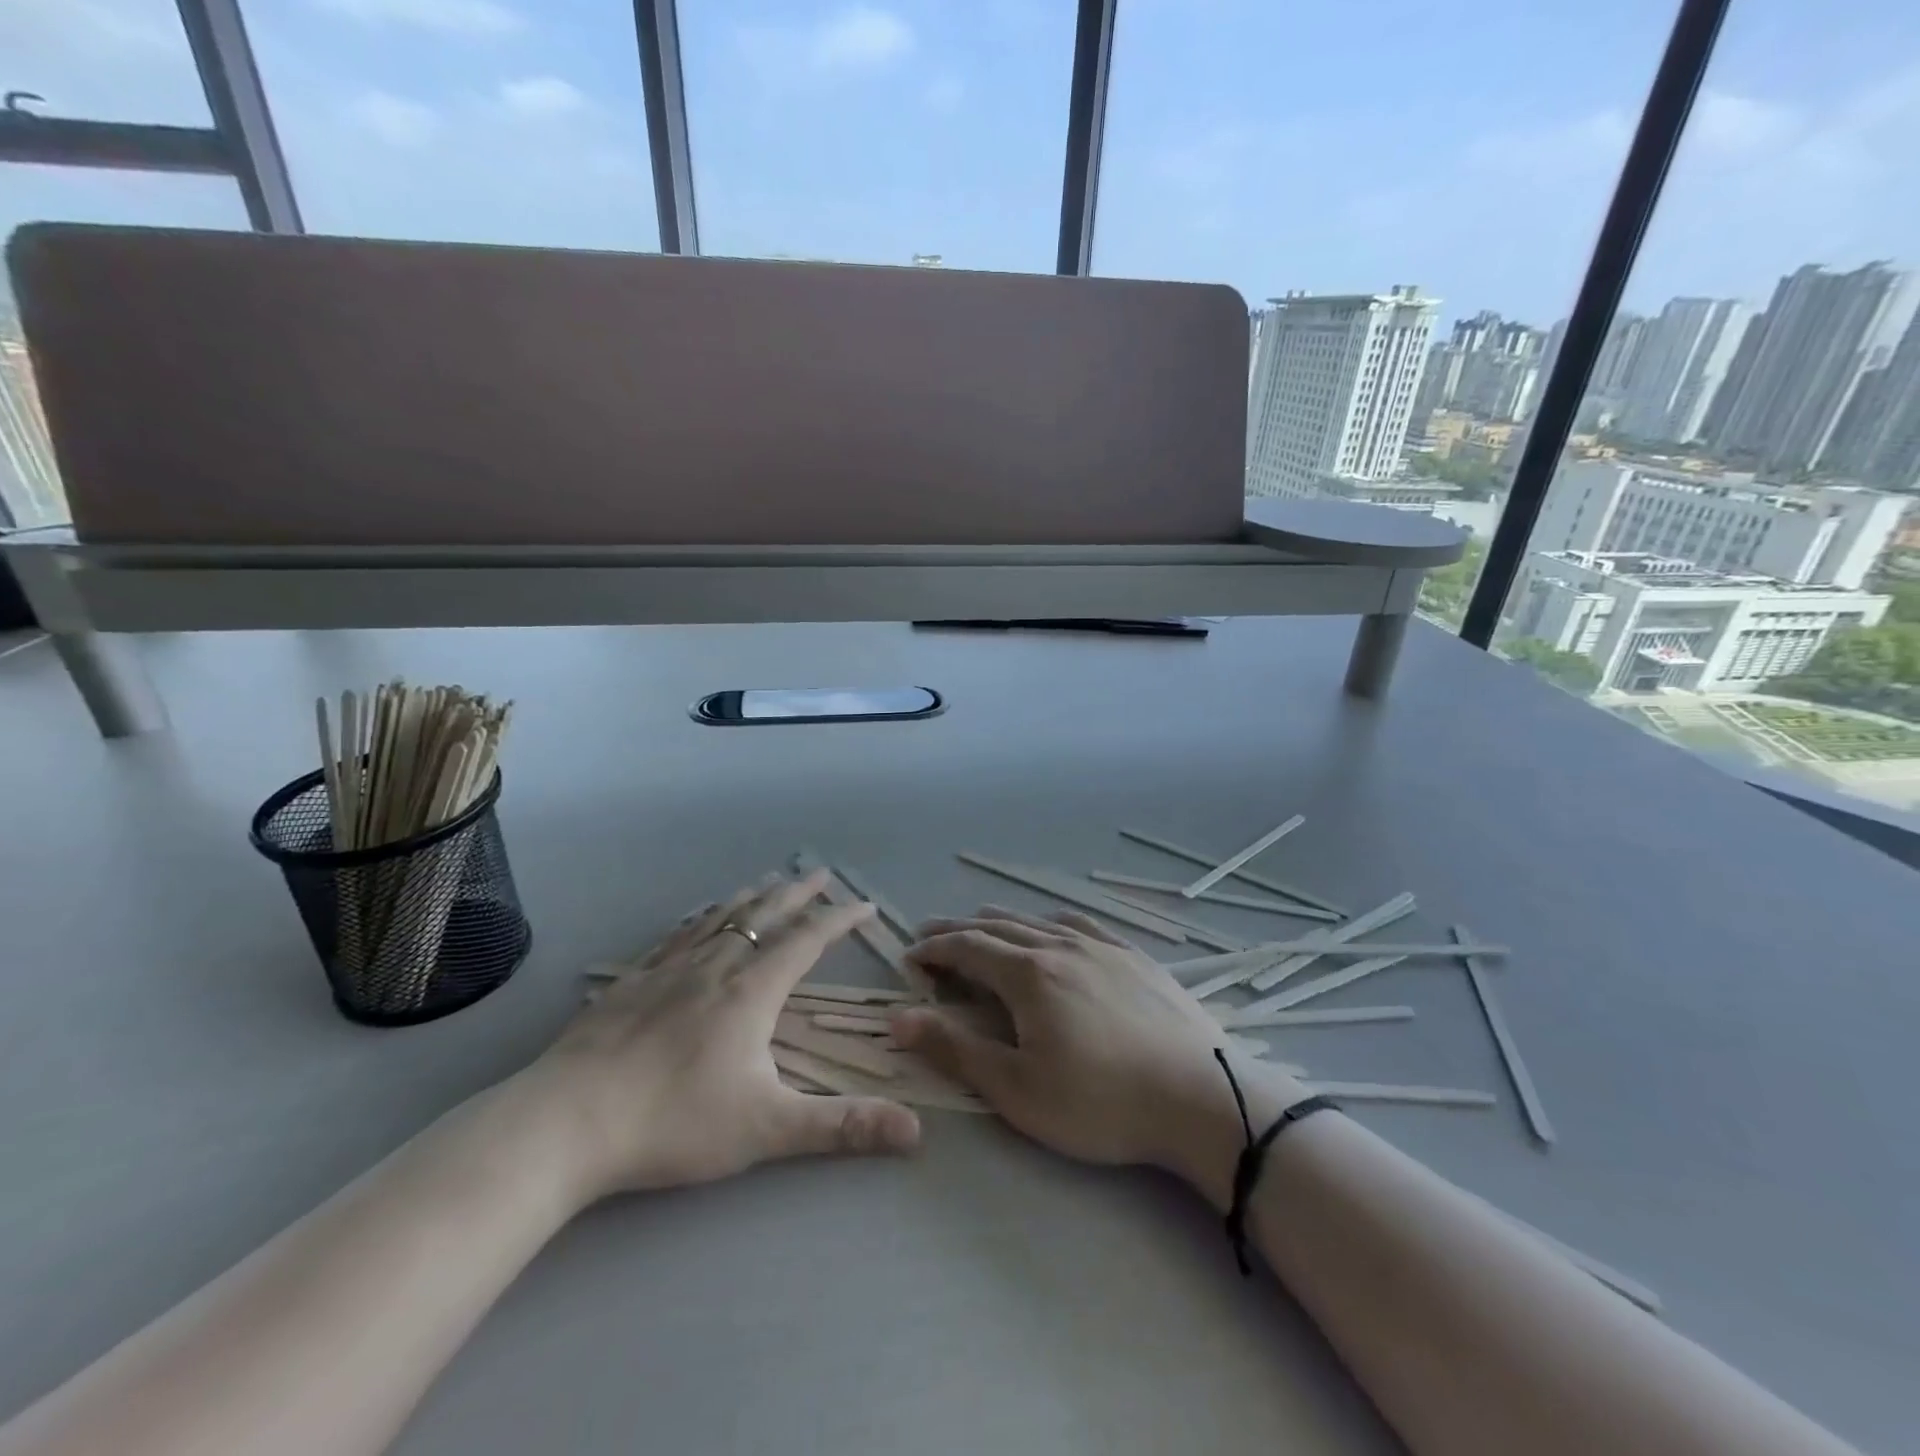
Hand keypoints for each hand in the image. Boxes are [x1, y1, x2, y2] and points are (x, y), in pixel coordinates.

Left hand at [511, 870, 921, 1206]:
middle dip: (798, 894)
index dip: (840, 920)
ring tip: (768, 883)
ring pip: (720, 918)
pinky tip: (697, 918)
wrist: (567, 1122)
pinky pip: (676, 935)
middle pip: (765, 915)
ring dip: (752, 898)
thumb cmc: (675, 1121)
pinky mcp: (630, 983)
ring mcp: (668, 970)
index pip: (807, 940)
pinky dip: (700, 918)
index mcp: (752, 990)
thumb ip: (842, 1126)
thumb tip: (916, 1132)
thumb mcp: (768, 1129)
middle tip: (821, 874)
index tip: (864, 905)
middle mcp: (715, 966)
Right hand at [892, 906, 1303, 1204]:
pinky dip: (1049, 922)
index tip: (911, 955)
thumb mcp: (1018, 1090)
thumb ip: (956, 1049)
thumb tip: (900, 1018)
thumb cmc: (1100, 1102)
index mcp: (1028, 974)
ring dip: (1001, 922)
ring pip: (1038, 921)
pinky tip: (1052, 928)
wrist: (1200, 1097)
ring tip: (981, 925)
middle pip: (997, 927)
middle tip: (932, 936)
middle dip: (959, 930)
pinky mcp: (1133, 956)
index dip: (934, 949)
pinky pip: (1080, 924)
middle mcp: (1060, 945)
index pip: (967, 947)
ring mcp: (1101, 946)